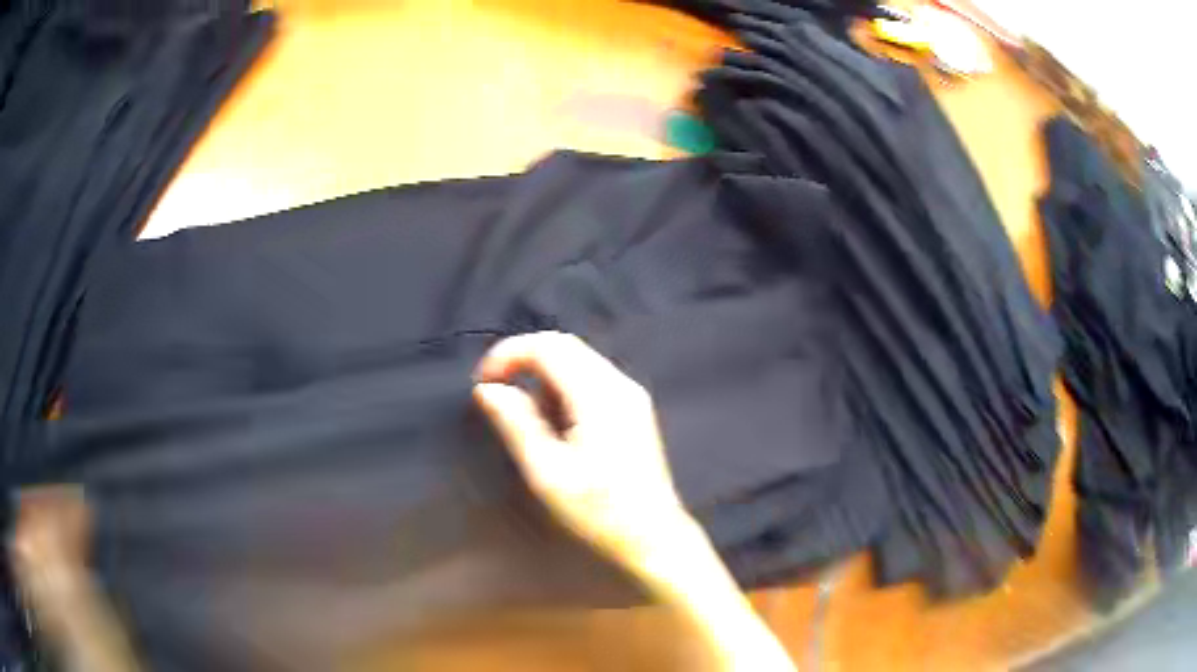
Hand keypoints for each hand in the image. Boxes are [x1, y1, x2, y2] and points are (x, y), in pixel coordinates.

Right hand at [473, 331, 692, 570]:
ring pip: (578, 361)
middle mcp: (620, 384)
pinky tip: (559, 428)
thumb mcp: (547, 472)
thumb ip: (516, 423)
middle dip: (524, 361)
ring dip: (544, 378)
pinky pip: (591, 379)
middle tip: (497, 395)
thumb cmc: (599, 511)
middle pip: (564, 346)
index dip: (508, 354)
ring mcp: (631, 395)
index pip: (548, 346)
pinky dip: (563, 390)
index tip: (483, 383)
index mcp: (599, 395)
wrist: (653, 537)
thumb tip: (488, 389)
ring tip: (531, 424)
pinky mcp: (634, 409)